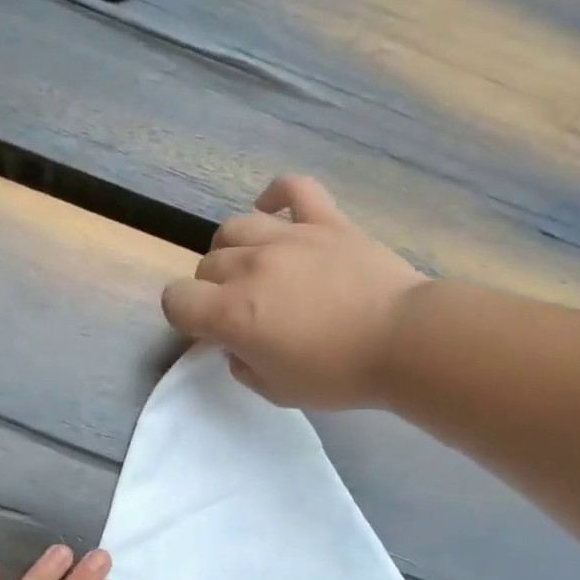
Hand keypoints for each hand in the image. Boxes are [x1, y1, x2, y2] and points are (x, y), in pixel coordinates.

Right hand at [161, 174, 426, 407]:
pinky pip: (291, 189)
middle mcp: (250, 266)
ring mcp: (288, 236)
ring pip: (235, 227)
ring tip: (254, 269)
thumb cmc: (336, 375)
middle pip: (206, 265)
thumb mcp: (275, 391)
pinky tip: (273, 213)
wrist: (403, 341)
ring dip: (233, 250)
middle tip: (242, 312)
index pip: (176, 300)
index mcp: (232, 313)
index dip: (183, 318)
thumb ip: (242, 364)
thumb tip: (236, 342)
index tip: (207, 333)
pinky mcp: (325, 220)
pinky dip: (275, 197)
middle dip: (212, 291)